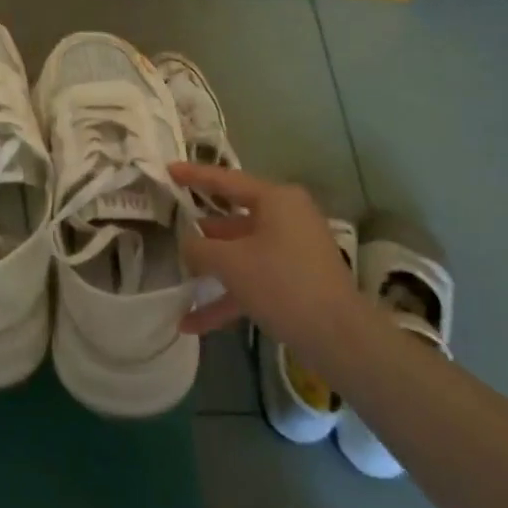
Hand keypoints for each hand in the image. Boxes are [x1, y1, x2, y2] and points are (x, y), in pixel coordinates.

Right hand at [173, 163, 363, 354]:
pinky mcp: (295, 282)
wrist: (338, 337)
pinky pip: (253, 281)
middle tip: (168, 226)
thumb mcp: (230, 263)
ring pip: (241, 254)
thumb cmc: (281, 283)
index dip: (194, 175)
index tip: (168, 170)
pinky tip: (192, 323)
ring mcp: (293, 251)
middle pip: (234, 219)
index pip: (226, 180)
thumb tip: (186, 243)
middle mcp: (287, 218)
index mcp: (276, 200)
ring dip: (211, 271)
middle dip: (201, 231)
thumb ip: (199, 248)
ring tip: (176, 279)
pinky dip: (226, 298)